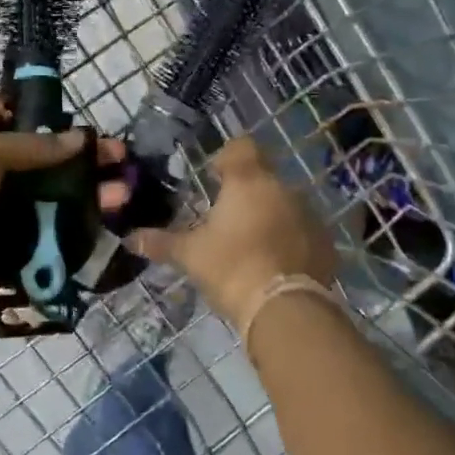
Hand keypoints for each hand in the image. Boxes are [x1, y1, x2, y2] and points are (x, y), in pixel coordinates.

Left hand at [0, 98, 124, 303]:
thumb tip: (81, 139)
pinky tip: (105, 225)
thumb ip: (35, 145)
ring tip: (123, 195)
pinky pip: (49, 238)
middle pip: (45, 163)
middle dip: (83, 160)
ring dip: (89, 196)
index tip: (69, 117)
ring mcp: (3, 215)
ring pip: (54, 201)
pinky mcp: (12, 248)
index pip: (4, 118)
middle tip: (121, 160)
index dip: (33, 114)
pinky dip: (75, 233)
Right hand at [130, 136, 335, 329]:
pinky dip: (291, 239)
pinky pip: (304, 230)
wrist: (285, 308)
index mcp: (248, 181)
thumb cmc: (231, 268)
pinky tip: (277, 264)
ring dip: (270, 215)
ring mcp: (309, 214)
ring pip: (286, 203)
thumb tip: (129, 239)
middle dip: (247, 192)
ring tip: (252, 245)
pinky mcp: (325, 242)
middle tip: (228, 219)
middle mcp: (282, 188)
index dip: (227, 157)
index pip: (242, 146)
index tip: (215, 177)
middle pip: (264, 177)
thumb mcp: (191, 255)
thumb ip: (161, 243)